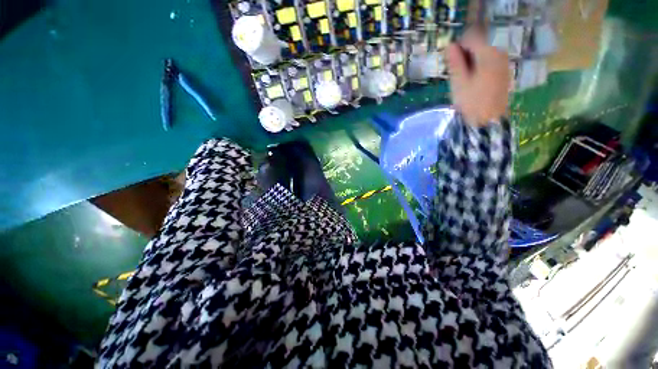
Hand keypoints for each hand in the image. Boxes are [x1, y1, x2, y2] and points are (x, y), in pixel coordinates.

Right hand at [445, 29, 509, 126]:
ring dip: (472, 59)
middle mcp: (499, 53)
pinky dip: (480, 64)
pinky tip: (474, 78)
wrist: (488, 120)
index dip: (458, 45)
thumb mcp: (459, 82)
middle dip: (466, 52)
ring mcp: (504, 62)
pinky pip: (490, 60)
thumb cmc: (471, 102)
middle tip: (456, 70)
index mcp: (488, 54)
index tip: (450, 59)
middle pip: (480, 42)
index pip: (472, 37)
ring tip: (464, 76)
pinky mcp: (504, 71)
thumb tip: (450, 45)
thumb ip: (455, 62)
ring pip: (485, 51)